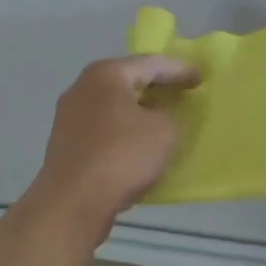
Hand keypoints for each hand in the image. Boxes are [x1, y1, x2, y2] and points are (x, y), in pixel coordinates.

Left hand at [28, 55, 200, 237]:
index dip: (179, 70)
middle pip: (126, 80)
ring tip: (161, 119)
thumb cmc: (121, 156)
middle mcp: (82, 87)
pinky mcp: (65, 143)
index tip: (200, 78)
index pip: (150, 63)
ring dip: (137, 111)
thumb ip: (169, 114)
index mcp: (105, 74)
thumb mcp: (164, 131)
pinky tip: (136, 144)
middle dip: (155, 87)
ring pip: (112, 106)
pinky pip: (102, 128)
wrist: (72, 202)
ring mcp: (68, 116)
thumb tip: (157, 115)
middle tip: (181, 93)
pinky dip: (122, 130)